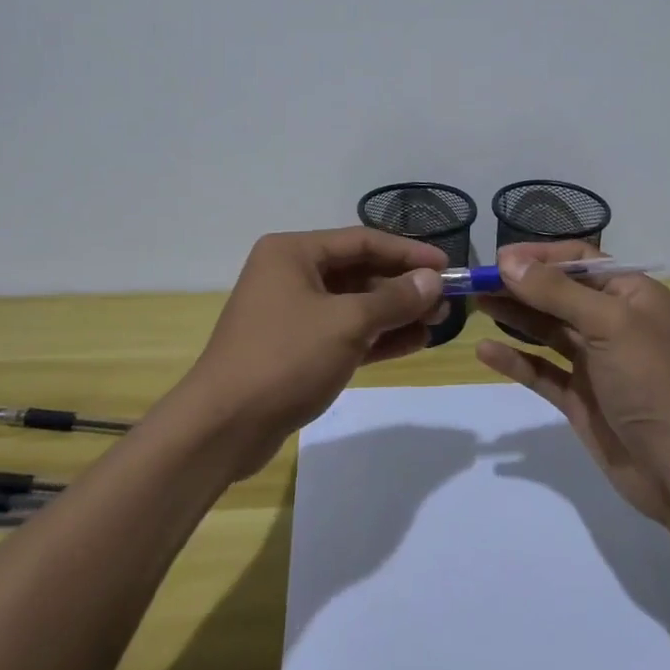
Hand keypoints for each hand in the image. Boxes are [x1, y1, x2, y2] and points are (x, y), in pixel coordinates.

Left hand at [176, 228, 446, 475]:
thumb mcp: (347, 323)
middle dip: (403, 286)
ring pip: (354, 304)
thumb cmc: (285, 358)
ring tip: (437, 322)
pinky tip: (413, 342)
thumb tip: (433, 279)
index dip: (407, 251)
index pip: (362, 241)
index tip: (447, 264)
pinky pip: (344, 333)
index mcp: (293, 252)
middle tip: (446, 300)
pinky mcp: (296, 349)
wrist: (223, 428)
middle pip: (359, 271)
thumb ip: (394, 299)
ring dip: (394, 312)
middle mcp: (291, 274)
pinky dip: (376, 337)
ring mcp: (292, 313)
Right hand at [474, 243, 669, 523]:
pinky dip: (515, 360)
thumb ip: (555, 291)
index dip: (540, 256)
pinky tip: (485, 352)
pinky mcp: (580, 397)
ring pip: (547, 329)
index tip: (499, 259)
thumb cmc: (651, 380)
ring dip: (514, 315)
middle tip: (477, 281)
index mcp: (630, 294)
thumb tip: (508, 260)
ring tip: (476, 303)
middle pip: (558, 293)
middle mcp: (613, 322)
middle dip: (520, 285)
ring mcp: (595, 362)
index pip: (580, 260)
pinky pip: (541, 370)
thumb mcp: (608, 324)